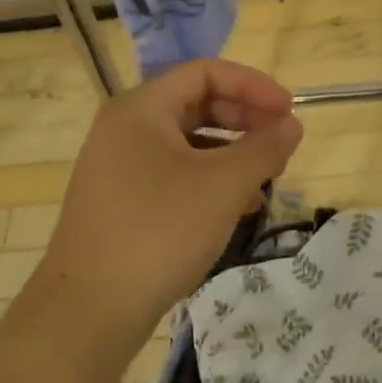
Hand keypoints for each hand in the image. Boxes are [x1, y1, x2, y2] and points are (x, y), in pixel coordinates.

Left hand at [34, 59, 302, 364]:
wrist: (89, 310)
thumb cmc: (158, 233)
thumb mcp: (222, 187)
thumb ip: (263, 148)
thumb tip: (292, 125)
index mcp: (142, 109)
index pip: (205, 72)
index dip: (253, 85)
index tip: (290, 111)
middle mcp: (125, 128)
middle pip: (195, 103)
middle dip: (245, 118)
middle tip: (282, 142)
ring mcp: (118, 166)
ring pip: (187, 142)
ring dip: (231, 152)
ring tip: (267, 177)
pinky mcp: (120, 200)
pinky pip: (173, 172)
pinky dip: (209, 179)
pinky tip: (237, 207)